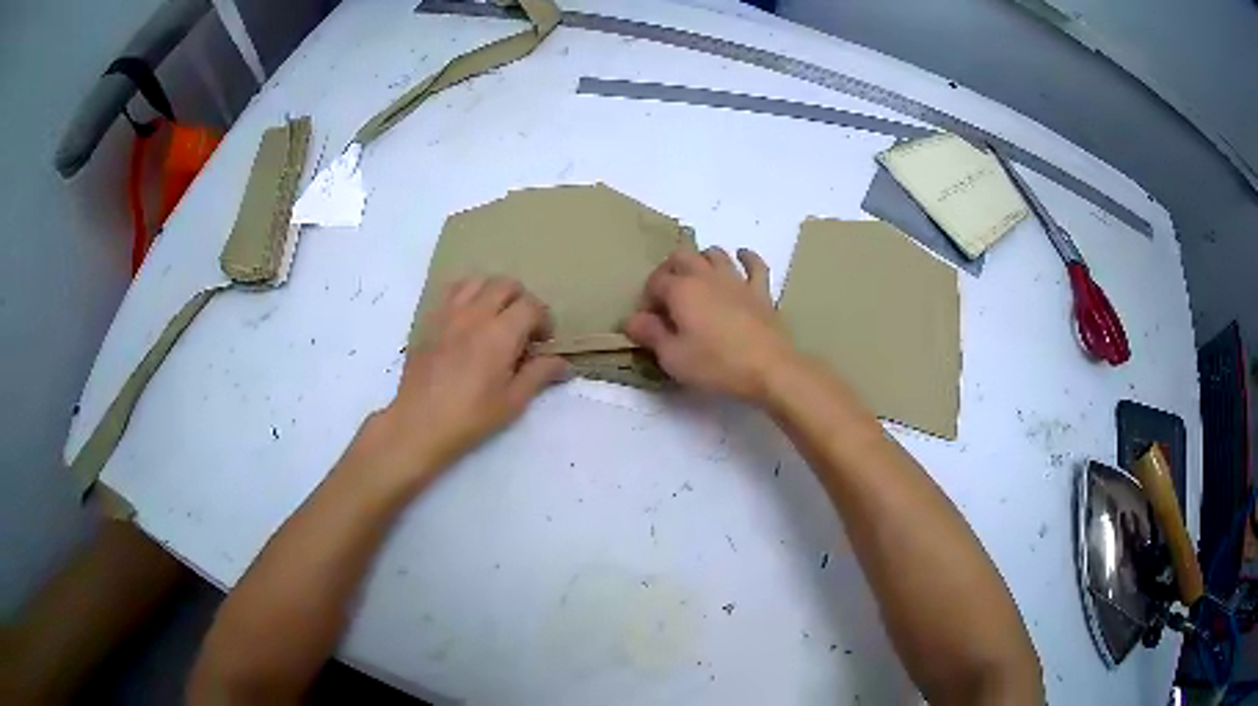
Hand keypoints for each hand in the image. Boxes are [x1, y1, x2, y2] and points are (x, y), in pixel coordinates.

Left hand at [345, 277, 568, 496]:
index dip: (544, 320)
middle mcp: (475, 314)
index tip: (543, 342)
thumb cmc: (470, 417)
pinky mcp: (429, 320)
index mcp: (500, 333)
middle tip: (523, 328)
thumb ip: (540, 374)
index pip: (531, 306)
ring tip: (494, 319)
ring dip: (492, 293)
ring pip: (477, 281)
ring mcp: (448, 313)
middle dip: (521, 301)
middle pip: (505, 284)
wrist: (419, 423)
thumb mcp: (513, 401)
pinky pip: (451, 292)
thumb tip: (563, 363)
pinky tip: (467, 320)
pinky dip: (467, 296)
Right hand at [623, 246, 795, 400]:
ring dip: (701, 261)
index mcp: (681, 290)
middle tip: (667, 297)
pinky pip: (753, 264)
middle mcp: (706, 276)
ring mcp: (736, 280)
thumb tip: (632, 319)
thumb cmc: (716, 364)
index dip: (647, 299)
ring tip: (696, 281)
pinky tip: (740, 258)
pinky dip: (745, 258)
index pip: (654, 282)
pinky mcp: (760, 290)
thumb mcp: (673, 357)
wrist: (769, 368)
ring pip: (714, 254)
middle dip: (668, 271)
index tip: (648, 322)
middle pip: (681, 256)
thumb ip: (650, 334)